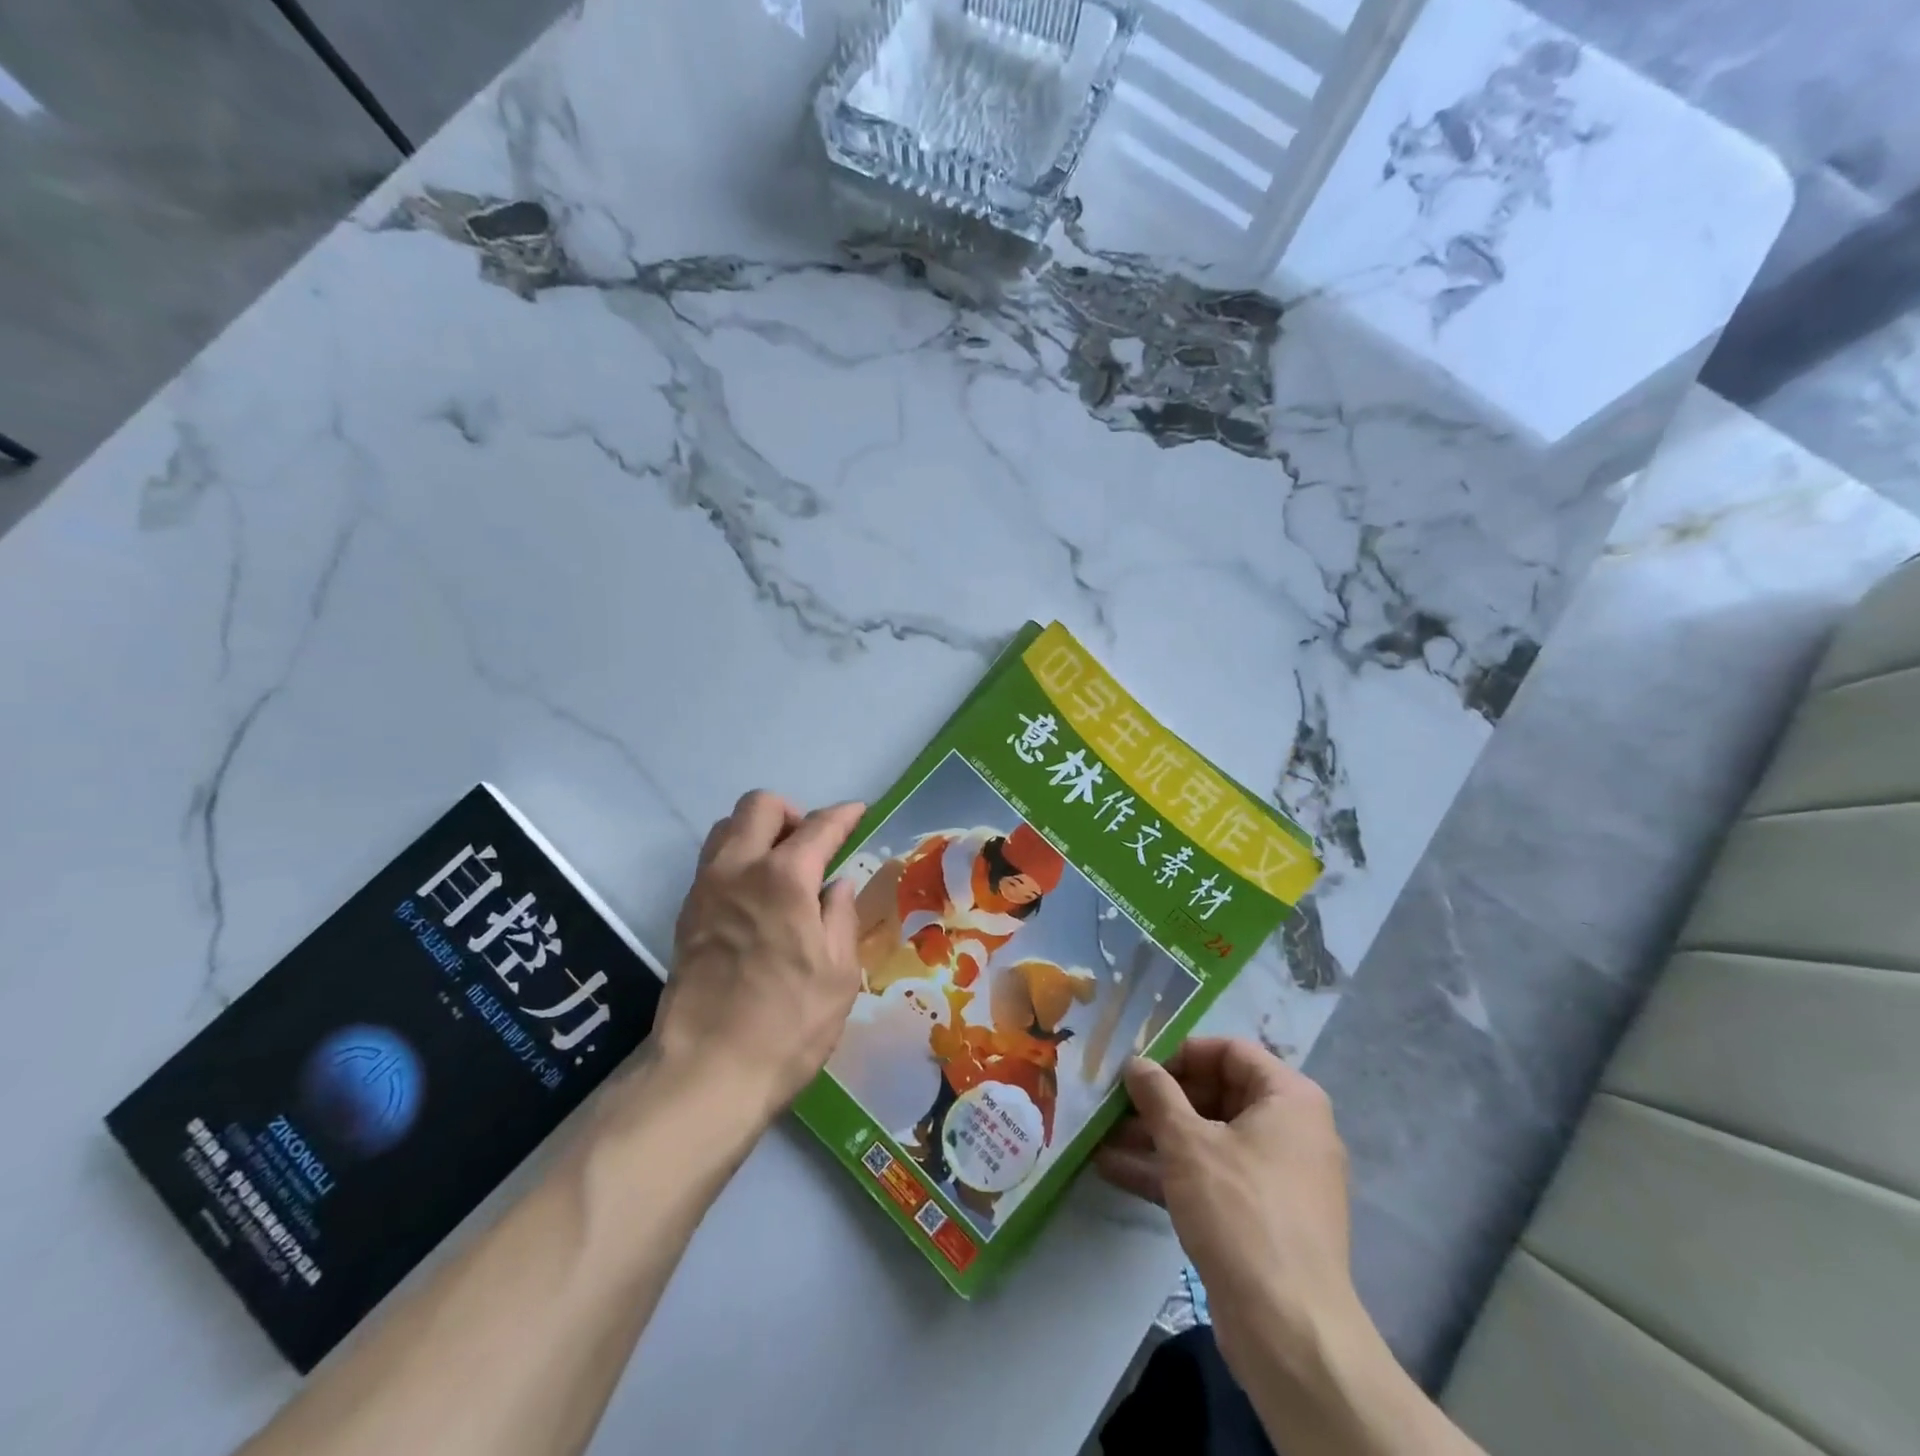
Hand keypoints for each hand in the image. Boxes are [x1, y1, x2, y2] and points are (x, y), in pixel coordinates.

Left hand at [653, 791, 866, 1123]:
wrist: (707, 1071)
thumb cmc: (788, 1023)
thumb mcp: (838, 971)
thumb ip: (841, 915)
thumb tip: (836, 885)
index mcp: (784, 878)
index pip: (819, 826)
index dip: (844, 815)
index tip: (858, 813)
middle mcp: (738, 869)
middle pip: (760, 805)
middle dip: (792, 812)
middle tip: (813, 845)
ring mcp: (705, 889)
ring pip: (728, 828)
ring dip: (758, 831)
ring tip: (783, 867)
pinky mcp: (686, 914)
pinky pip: (713, 862)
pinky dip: (738, 859)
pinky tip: (758, 897)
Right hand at [1096, 1039, 1361, 1370]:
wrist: (1290, 1331)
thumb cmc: (1241, 1211)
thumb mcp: (1188, 1142)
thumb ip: (1157, 1093)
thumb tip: (1135, 1062)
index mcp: (1289, 1098)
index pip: (1229, 1052)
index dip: (1180, 1052)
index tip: (1138, 1067)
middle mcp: (1290, 1130)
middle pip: (1216, 1094)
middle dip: (1160, 1100)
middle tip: (1113, 1102)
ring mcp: (1276, 1177)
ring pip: (1208, 1139)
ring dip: (1155, 1136)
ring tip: (1101, 1135)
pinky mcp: (1260, 1218)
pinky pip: (1211, 1178)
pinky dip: (1170, 1172)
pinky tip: (1115, 1170)